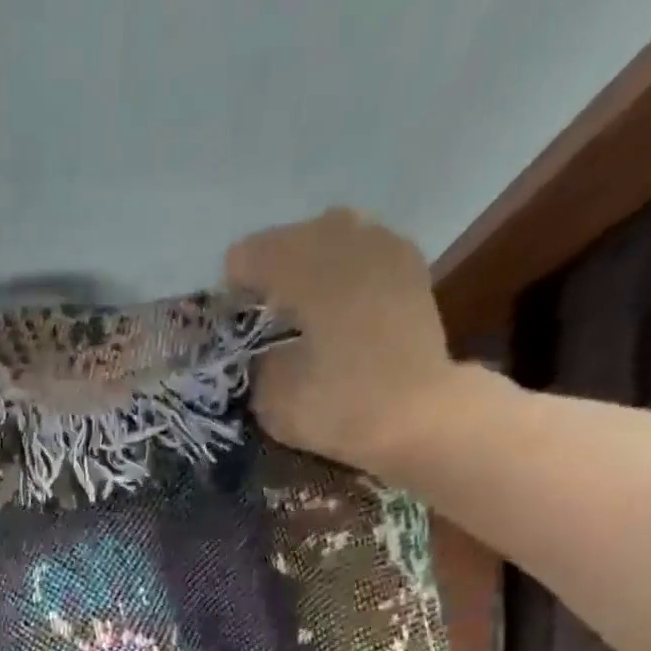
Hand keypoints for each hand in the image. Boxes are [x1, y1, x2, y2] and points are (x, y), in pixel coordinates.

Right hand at [226, 210, 457, 465]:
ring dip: (309, 262)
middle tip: (262, 310)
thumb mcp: (271, 397)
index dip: (233, 287)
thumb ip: (255, 359)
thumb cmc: (339, 406)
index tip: (231, 320)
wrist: (419, 415)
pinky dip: (343, 269)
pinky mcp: (409, 266)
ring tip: (301, 302)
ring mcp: (383, 246)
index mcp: (304, 267)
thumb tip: (258, 346)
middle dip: (271, 269)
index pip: (248, 256)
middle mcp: (344, 241)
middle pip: (290, 237)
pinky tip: (338, 302)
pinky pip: (363, 249)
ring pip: (330, 235)